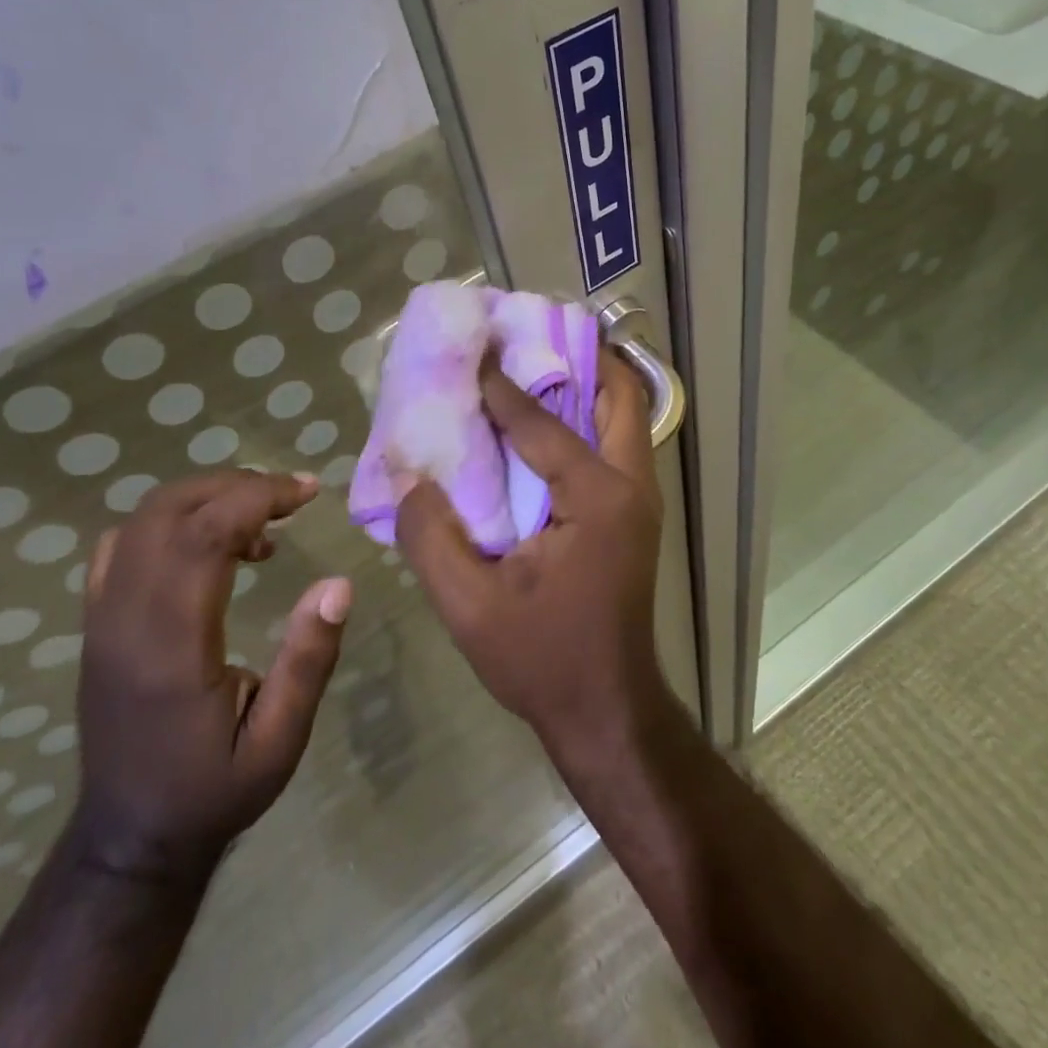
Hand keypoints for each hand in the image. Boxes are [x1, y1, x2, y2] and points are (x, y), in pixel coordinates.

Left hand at [73, 471, 351, 881]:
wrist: (130, 839)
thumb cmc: (213, 790)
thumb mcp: (279, 740)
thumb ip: (308, 660)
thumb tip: (339, 583)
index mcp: (171, 646)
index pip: (203, 535)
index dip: (258, 497)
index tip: (308, 492)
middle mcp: (126, 621)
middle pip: (168, 512)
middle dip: (234, 486)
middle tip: (289, 498)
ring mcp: (102, 620)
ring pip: (142, 521)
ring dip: (205, 499)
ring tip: (259, 522)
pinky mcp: (97, 624)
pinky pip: (124, 545)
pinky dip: (172, 521)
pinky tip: (210, 544)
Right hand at [396, 349, 669, 761]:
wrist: (607, 711)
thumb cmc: (543, 659)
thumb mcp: (470, 607)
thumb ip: (430, 538)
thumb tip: (407, 478)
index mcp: (597, 498)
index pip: (542, 422)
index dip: (501, 384)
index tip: (472, 347)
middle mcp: (630, 485)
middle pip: (619, 395)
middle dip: (580, 356)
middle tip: (528, 336)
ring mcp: (640, 499)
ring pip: (624, 417)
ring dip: (587, 384)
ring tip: (535, 365)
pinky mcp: (633, 514)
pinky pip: (614, 445)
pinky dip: (586, 420)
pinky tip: (541, 425)